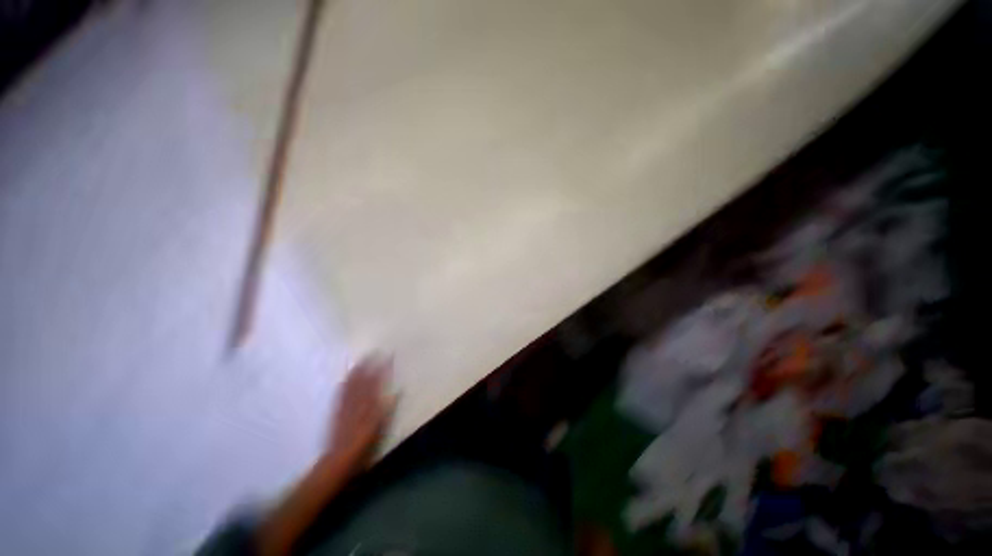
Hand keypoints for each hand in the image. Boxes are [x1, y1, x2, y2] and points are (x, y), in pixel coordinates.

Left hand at [327, 356, 394, 470]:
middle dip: (367, 364)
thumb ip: (389, 407)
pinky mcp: (336, 411)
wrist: (339, 458)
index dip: (383, 367)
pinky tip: (344, 379)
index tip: (389, 355)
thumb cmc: (365, 443)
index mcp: (369, 402)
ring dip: (356, 370)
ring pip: (350, 383)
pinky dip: (344, 382)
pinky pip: (340, 392)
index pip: (377, 379)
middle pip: (362, 378)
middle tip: (373, 352)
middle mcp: (356, 399)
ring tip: (360, 360)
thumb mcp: (382, 426)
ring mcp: (344, 405)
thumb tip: (398, 391)